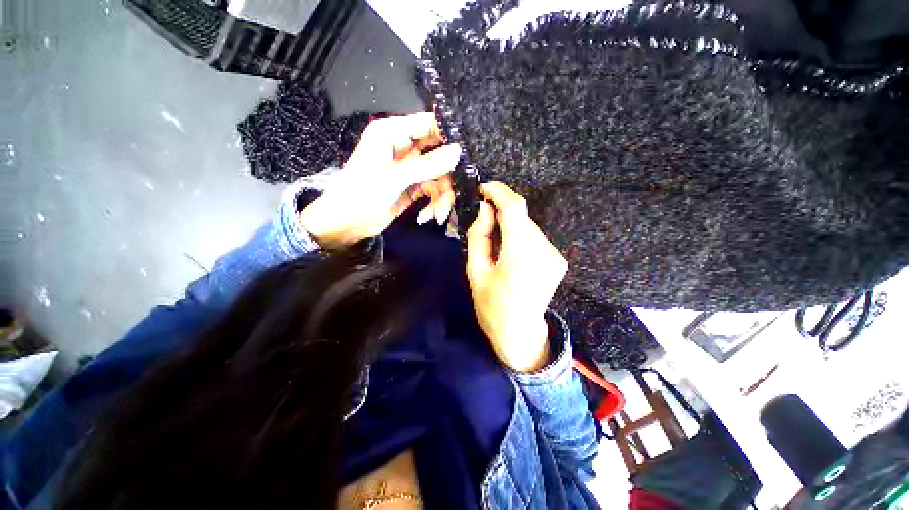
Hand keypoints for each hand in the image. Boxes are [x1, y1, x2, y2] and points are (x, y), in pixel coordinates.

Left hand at [299, 112, 461, 248]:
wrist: (347, 224)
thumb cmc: (362, 194)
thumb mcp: (395, 178)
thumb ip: (427, 165)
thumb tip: (459, 152)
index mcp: (393, 133)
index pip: (428, 124)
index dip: (449, 135)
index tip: (467, 153)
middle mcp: (404, 146)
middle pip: (439, 153)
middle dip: (447, 177)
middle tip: (454, 192)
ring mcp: (411, 167)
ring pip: (439, 176)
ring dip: (441, 197)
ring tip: (436, 215)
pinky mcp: (414, 186)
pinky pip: (433, 190)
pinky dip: (434, 204)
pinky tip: (426, 217)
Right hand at [467, 182, 567, 371]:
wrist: (520, 333)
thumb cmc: (492, 306)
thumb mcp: (476, 271)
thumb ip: (479, 236)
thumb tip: (484, 209)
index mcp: (520, 254)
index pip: (515, 208)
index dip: (500, 192)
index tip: (484, 189)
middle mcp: (544, 250)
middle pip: (522, 216)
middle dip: (501, 212)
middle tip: (484, 224)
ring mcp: (555, 255)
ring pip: (528, 226)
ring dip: (511, 226)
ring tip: (497, 246)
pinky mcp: (558, 260)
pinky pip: (535, 238)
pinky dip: (520, 237)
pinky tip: (511, 254)